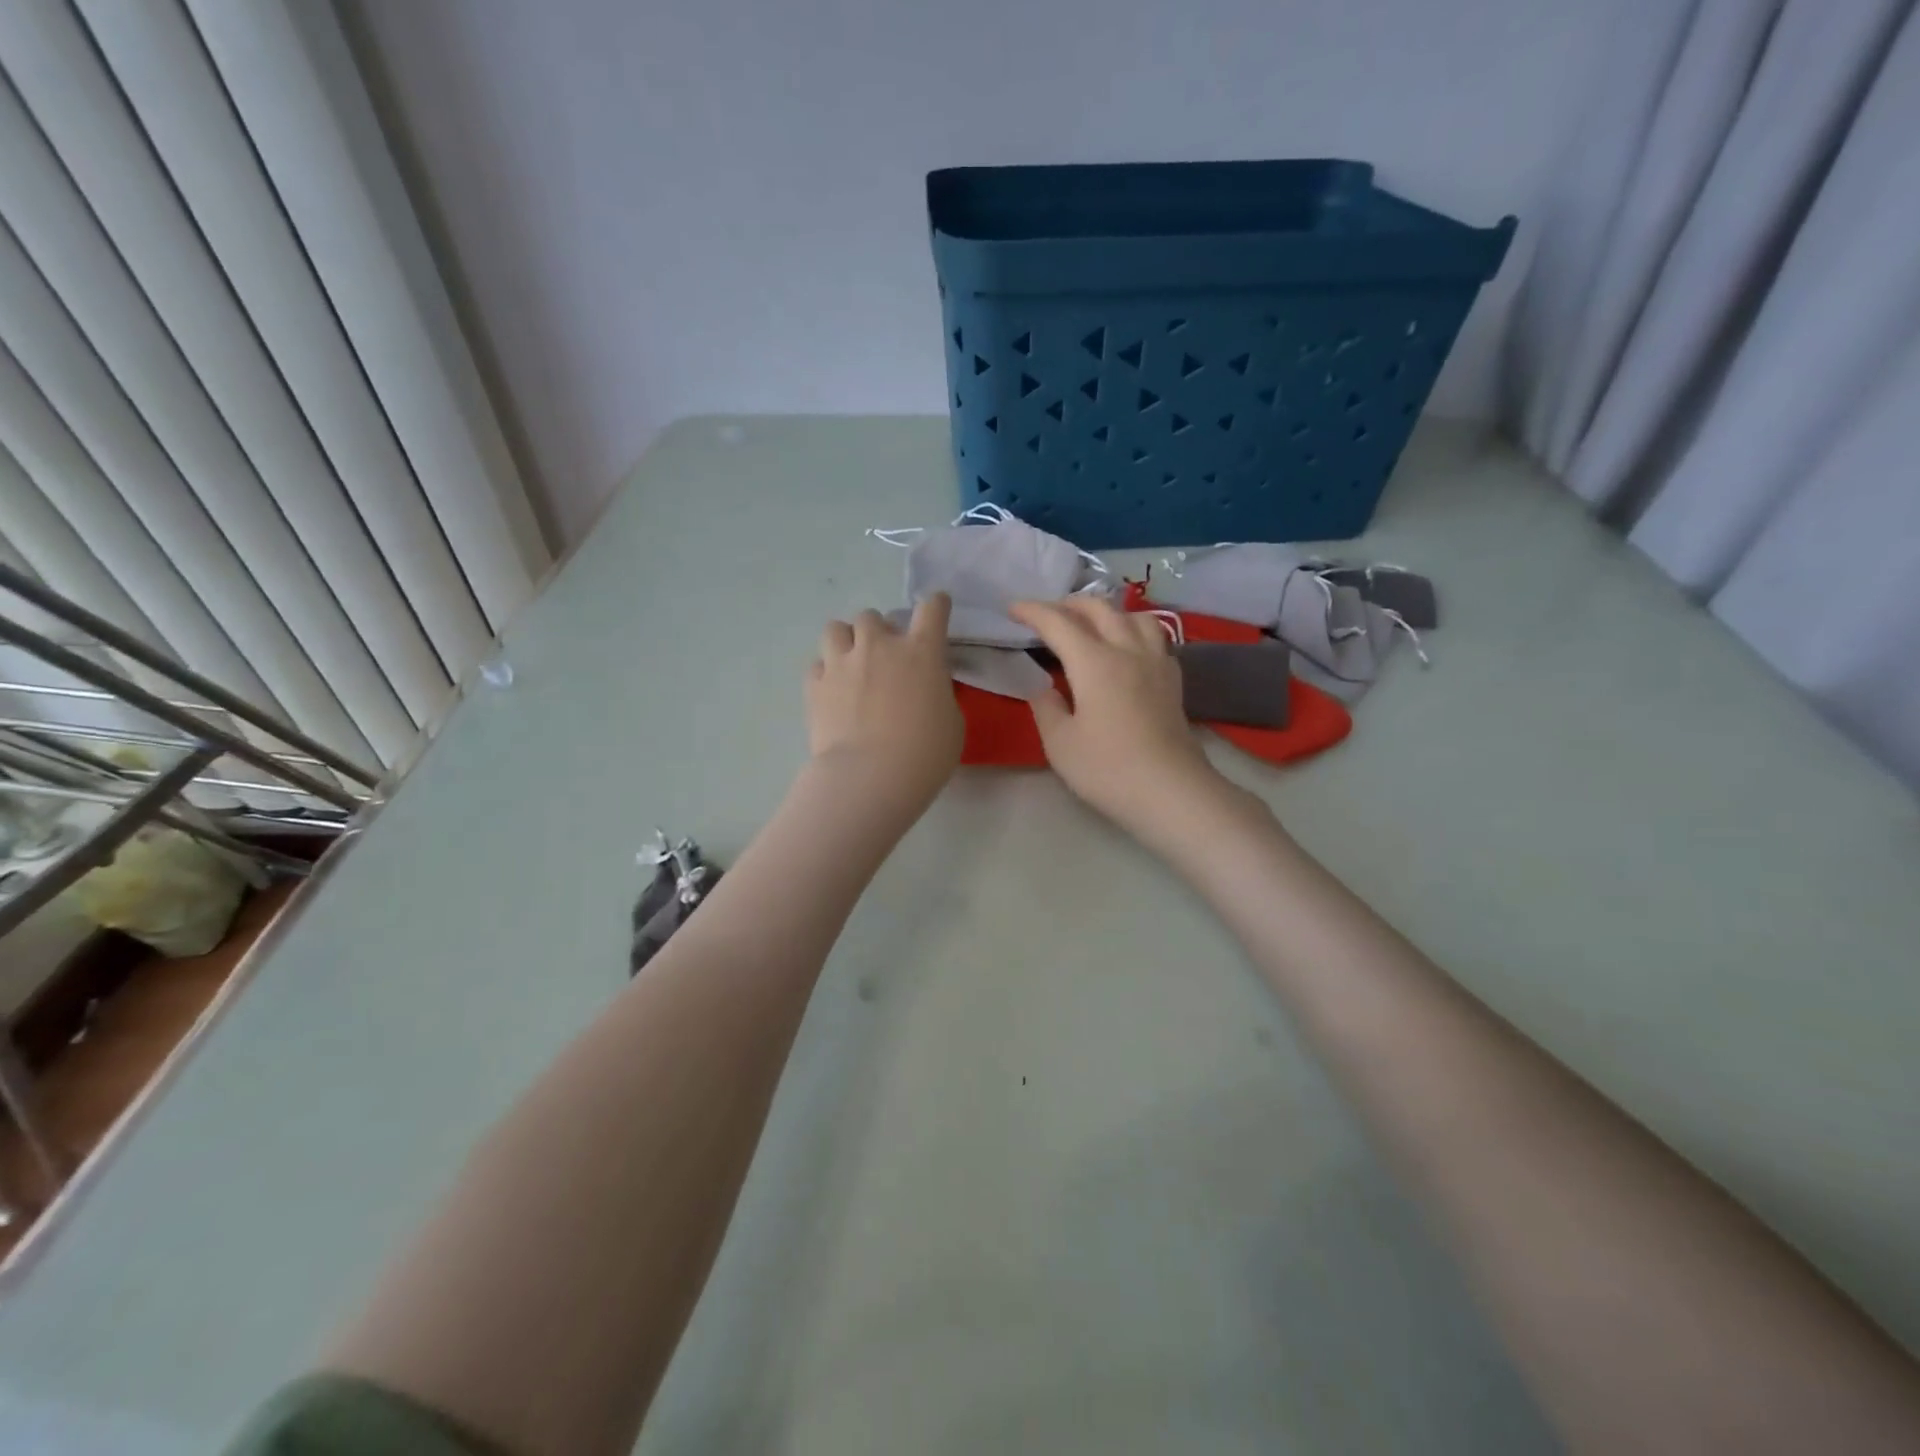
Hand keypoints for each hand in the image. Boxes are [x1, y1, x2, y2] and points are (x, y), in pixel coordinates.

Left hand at [807, 595, 963, 807]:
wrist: (869, 778)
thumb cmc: (924, 755)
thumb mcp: (952, 722)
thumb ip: (939, 694)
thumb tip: (927, 689)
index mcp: (922, 652)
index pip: (932, 608)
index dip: (936, 606)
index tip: (936, 612)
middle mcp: (879, 646)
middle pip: (873, 616)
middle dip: (879, 632)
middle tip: (885, 658)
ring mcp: (842, 663)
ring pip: (836, 628)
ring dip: (846, 641)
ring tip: (852, 664)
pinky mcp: (815, 685)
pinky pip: (817, 665)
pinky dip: (826, 673)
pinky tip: (833, 692)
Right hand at [1010, 596, 1240, 844]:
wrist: (1171, 792)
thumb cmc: (1108, 769)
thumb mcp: (1060, 743)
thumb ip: (1047, 707)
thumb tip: (1044, 687)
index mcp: (1094, 662)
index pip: (1058, 623)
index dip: (1032, 611)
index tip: (1012, 609)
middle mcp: (1127, 650)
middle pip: (1099, 608)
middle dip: (1068, 604)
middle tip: (1047, 615)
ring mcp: (1156, 663)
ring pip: (1134, 615)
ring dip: (1108, 611)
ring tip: (1091, 625)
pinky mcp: (1173, 681)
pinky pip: (1154, 637)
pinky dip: (1133, 631)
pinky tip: (1127, 649)